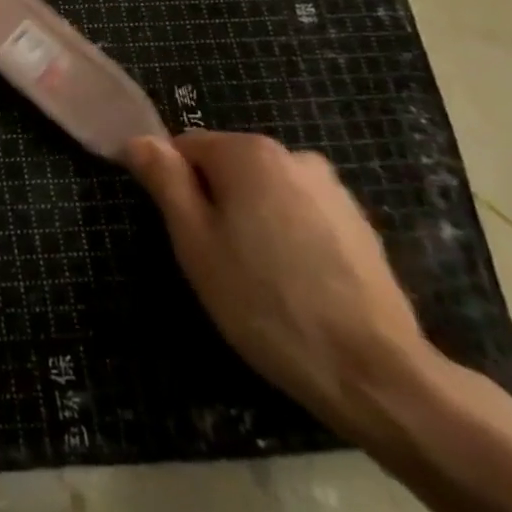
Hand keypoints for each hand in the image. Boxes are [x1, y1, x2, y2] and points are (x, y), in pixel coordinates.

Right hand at [124, 129, 434, 444]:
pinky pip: (300, 215)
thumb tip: (138, 140)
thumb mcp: (195, 242)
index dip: (172, 186)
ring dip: (250, 219)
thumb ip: (164, 180)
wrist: (372, 372)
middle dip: (213, 202)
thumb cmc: (264, 302)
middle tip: (213, 260)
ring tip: (255, 277)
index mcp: (249, 152)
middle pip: (228, 167)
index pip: (185, 147)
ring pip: (265, 193)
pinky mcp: (359, 224)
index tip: (179, 233)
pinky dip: (286, 236)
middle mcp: (293, 155)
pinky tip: (294, 284)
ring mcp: (332, 189)